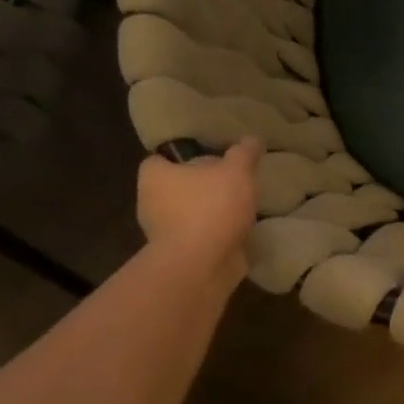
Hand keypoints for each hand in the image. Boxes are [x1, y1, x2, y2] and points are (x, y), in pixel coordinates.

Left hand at [136, 138, 260, 280]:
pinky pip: (199, 236)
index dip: (181, 156)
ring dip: (210, 210)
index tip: (208, 156)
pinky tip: (240, 228)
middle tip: (230, 178)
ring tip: (241, 204)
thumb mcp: (237, 171)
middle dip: (200, 184)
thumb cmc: (211, 207)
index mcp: (155, 177)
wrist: (202, 264)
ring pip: (188, 212)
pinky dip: (216, 232)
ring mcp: (164, 232)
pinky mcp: (180, 254)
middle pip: (176, 186)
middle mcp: (151, 202)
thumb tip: (252, 139)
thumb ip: (244, 153)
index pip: (160, 159)